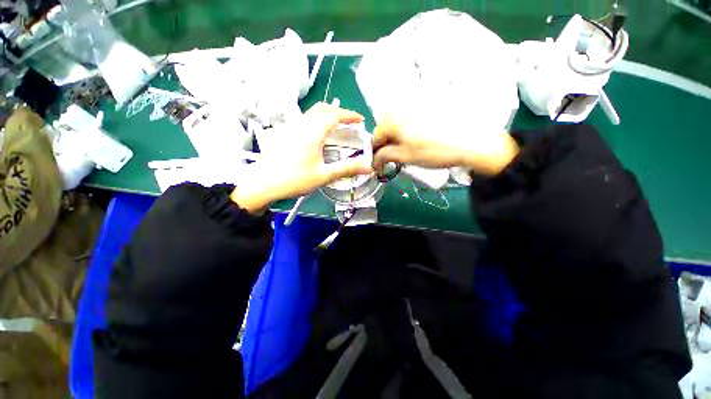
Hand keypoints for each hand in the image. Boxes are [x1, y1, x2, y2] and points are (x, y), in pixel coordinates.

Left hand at [231, 103, 373, 212]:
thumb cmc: (295, 179)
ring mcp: (290, 127)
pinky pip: (303, 120)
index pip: (334, 115)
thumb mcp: (324, 175)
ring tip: (336, 126)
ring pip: (311, 113)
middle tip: (349, 122)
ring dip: (326, 114)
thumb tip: (369, 167)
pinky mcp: (284, 133)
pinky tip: (317, 135)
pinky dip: (316, 120)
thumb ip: (347, 169)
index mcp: (312, 132)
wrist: (263, 184)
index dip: (349, 115)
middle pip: (322, 108)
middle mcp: (301, 124)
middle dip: (338, 111)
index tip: (360, 119)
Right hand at [372, 114, 519, 175]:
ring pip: (400, 121)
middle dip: (389, 143)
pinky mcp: (430, 100)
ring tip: (412, 147)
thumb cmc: (434, 151)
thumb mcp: (405, 157)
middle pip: (387, 127)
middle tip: (398, 156)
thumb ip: (385, 156)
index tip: (380, 162)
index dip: (377, 151)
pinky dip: (412, 127)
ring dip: (400, 136)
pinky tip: (423, 136)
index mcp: (392, 118)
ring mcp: (417, 100)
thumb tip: (374, 160)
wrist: (473, 141)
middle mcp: (401, 104)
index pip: (376, 136)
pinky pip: (413, 115)